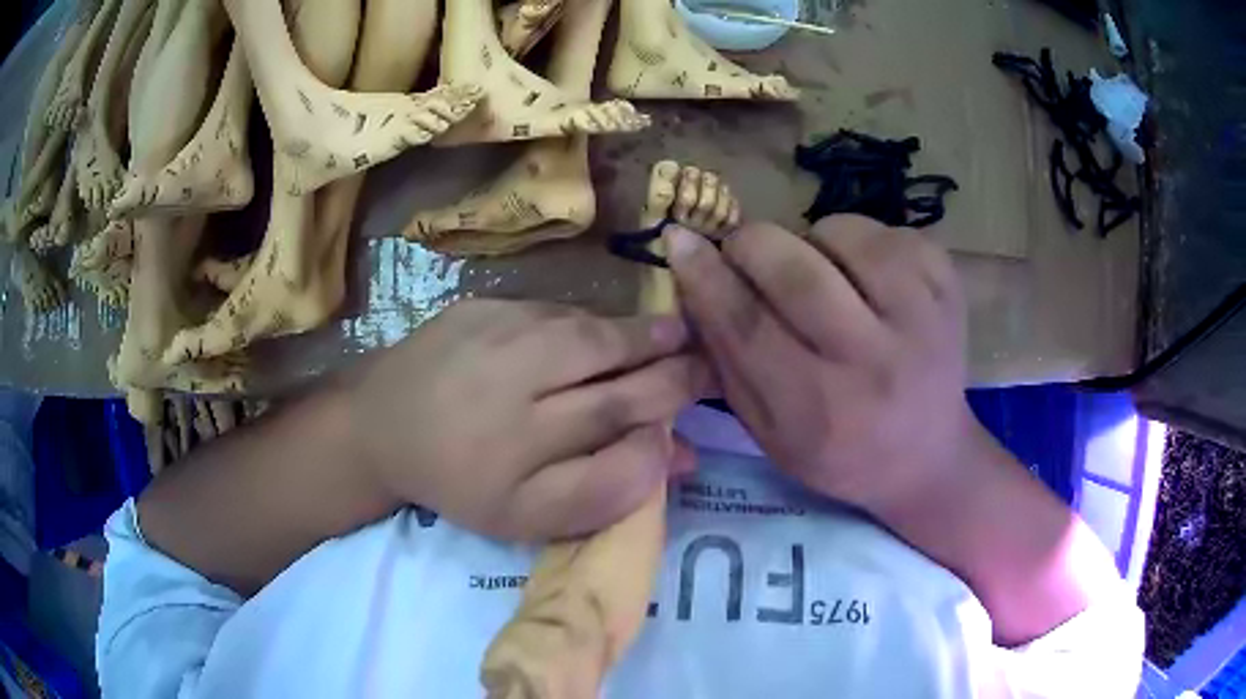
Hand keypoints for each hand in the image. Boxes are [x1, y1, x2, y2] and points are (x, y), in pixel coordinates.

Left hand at [347, 299, 708, 541]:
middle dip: (667, 360)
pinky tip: (601, 336)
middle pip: (610, 365)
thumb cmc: (459, 480)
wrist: (382, 426)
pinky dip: (586, 324)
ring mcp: (491, 338)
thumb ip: (603, 490)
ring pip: (586, 332)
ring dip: (637, 333)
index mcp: (518, 454)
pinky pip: (551, 313)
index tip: (704, 395)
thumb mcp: (528, 515)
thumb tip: (675, 455)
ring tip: (672, 337)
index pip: (620, 421)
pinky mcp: (476, 307)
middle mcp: (508, 388)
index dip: (670, 405)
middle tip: (702, 359)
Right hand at [666, 215, 982, 519]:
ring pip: (839, 233)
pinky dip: (855, 242)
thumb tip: (693, 283)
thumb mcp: (771, 435)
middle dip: (751, 243)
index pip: (749, 326)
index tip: (679, 240)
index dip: (705, 276)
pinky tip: (862, 279)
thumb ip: (729, 364)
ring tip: (818, 274)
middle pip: (795, 270)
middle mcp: (877, 360)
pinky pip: (882, 231)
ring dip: (809, 240)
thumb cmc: (841, 454)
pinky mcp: (947, 283)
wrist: (929, 457)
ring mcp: (923, 315)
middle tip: (742, 250)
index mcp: (823, 409)